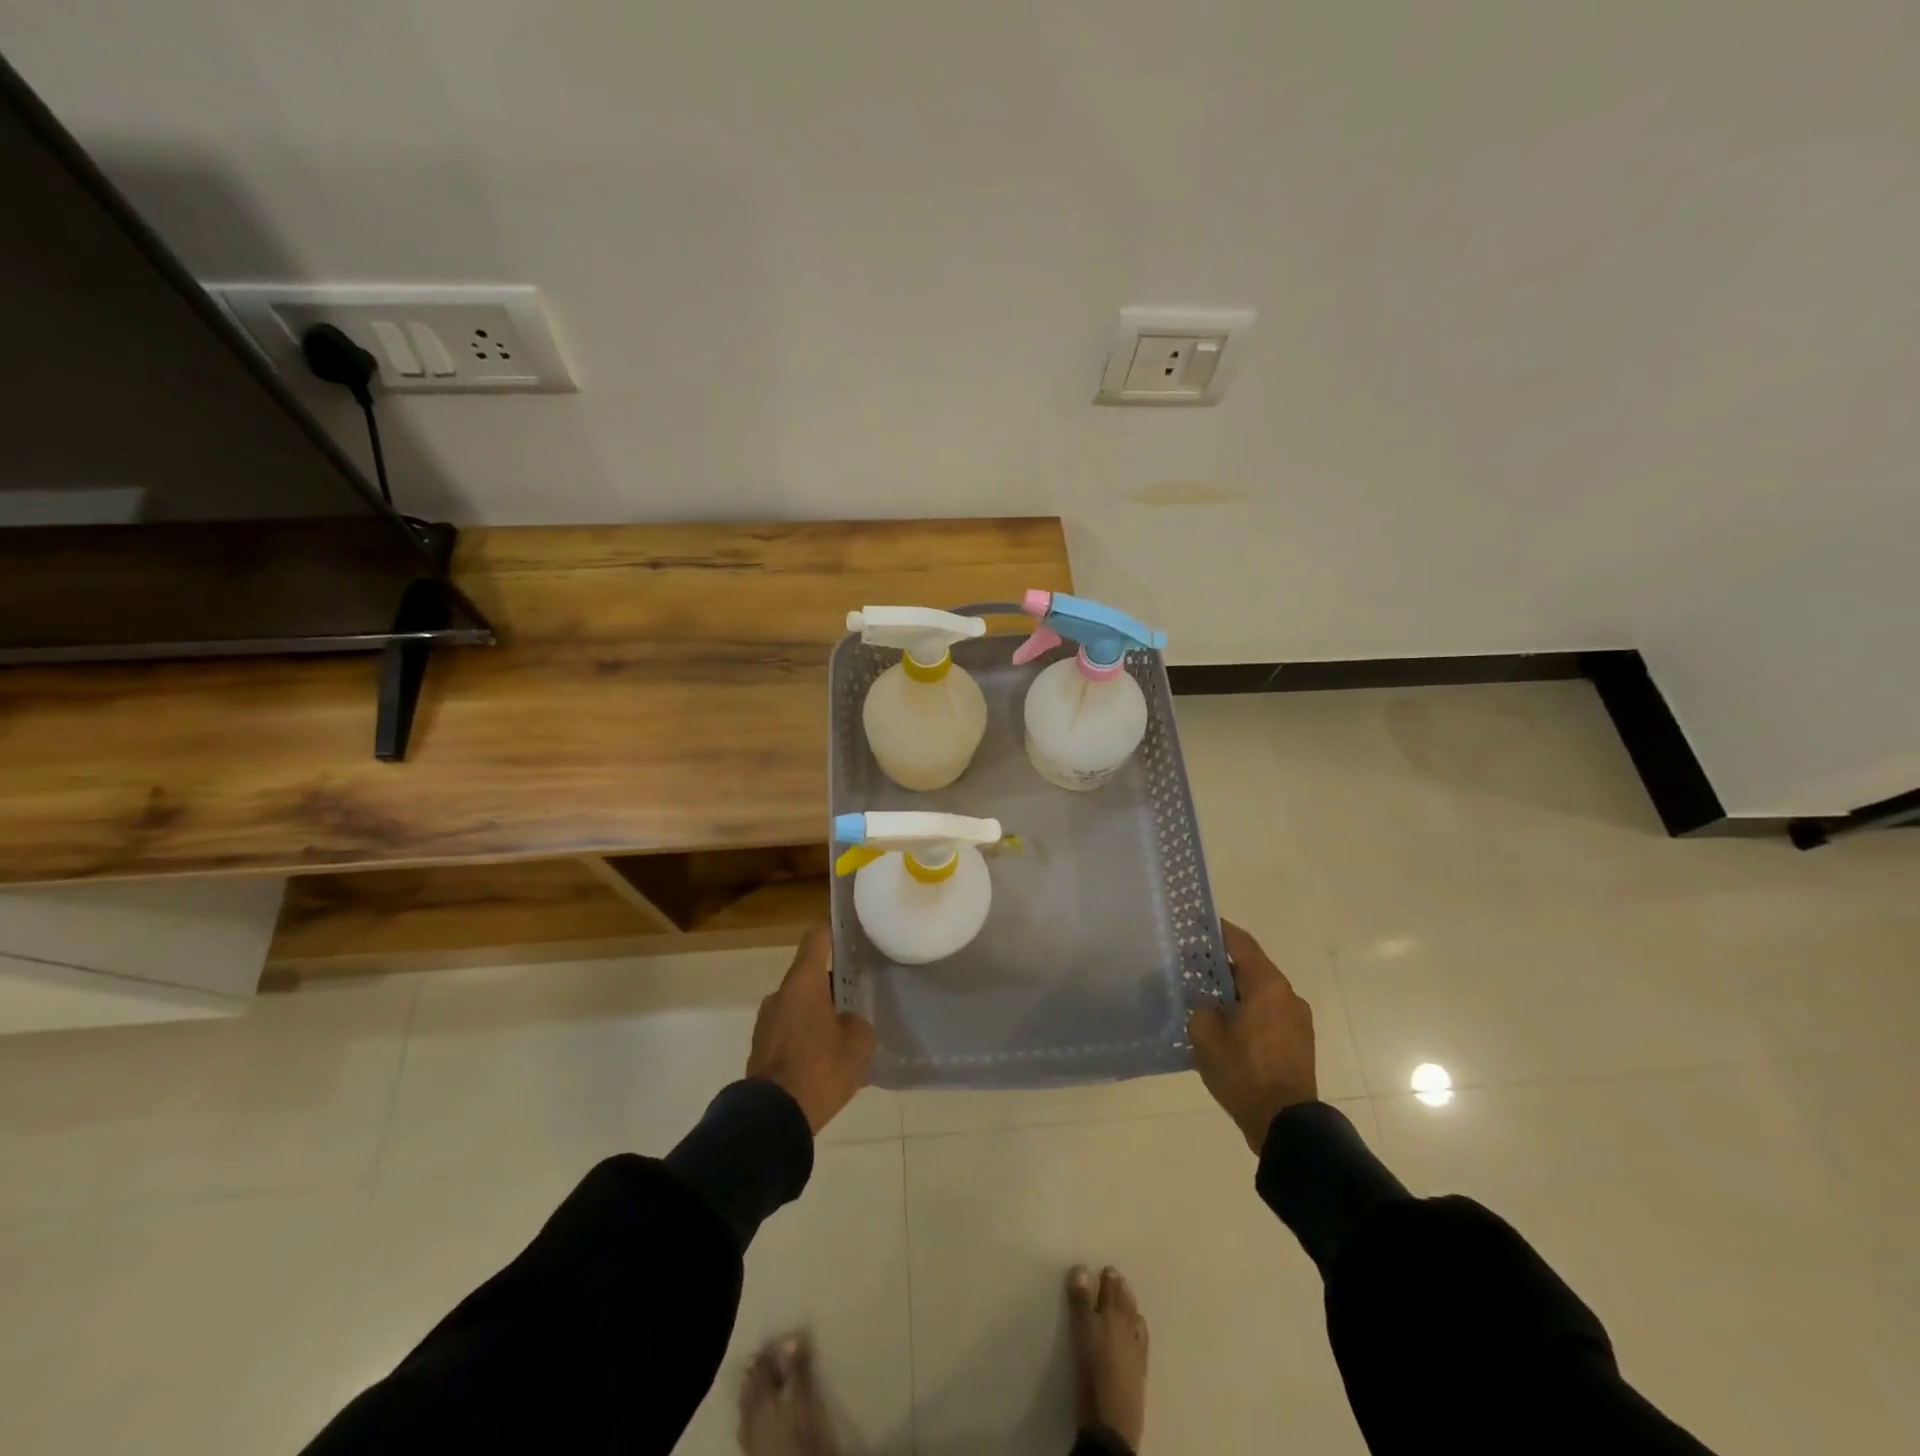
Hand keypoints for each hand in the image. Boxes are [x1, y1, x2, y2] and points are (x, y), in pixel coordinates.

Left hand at [746, 927, 875, 1134]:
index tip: (853, 940)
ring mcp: (766, 1021)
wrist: (773, 1119)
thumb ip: (857, 1022)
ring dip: (818, 1012)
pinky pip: (789, 1030)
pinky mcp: (761, 1048)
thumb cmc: (820, 1070)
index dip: (835, 934)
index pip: (817, 939)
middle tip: (859, 999)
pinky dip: (806, 1036)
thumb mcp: (858, 1044)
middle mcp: (780, 994)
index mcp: (803, 983)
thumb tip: (846, 1021)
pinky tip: (825, 1059)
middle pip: (809, 975)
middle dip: (833, 984)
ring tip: (843, 1035)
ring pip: (799, 1004)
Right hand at [1188, 919, 1317, 1153]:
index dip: (1220, 931)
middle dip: (1223, 967)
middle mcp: (1288, 995)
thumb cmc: (1243, 1071)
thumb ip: (1202, 1007)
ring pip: (1261, 994)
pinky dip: (1249, 1012)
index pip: (1242, 944)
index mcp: (1268, 985)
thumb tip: (1209, 1003)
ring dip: (1237, 993)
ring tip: (1208, 1001)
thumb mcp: (1205, 1034)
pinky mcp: (1299, 1043)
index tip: (1200, 924)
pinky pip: (1270, 1015)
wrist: (1285, 1124)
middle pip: (1252, 968)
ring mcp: (1298, 1020)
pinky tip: (1227, 1027)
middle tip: (1194, 968)